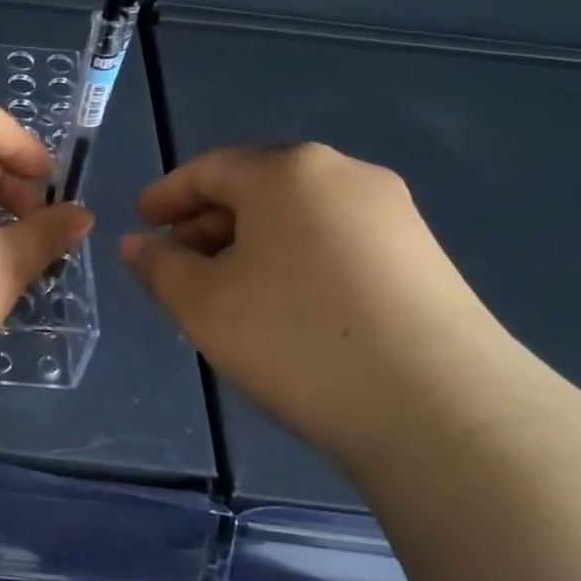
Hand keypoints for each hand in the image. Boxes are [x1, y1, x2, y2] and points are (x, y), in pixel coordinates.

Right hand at [119, 143, 535, 467]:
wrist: (444, 411)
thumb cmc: (296, 340)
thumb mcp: (202, 304)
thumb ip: (159, 266)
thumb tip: (137, 243)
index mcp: (287, 172)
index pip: (208, 168)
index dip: (166, 195)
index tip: (141, 223)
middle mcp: (344, 175)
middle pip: (256, 186)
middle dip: (207, 221)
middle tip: (177, 263)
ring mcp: (392, 214)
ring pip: (297, 214)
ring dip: (250, 242)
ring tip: (226, 290)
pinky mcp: (423, 256)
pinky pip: (334, 239)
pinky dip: (293, 258)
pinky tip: (284, 305)